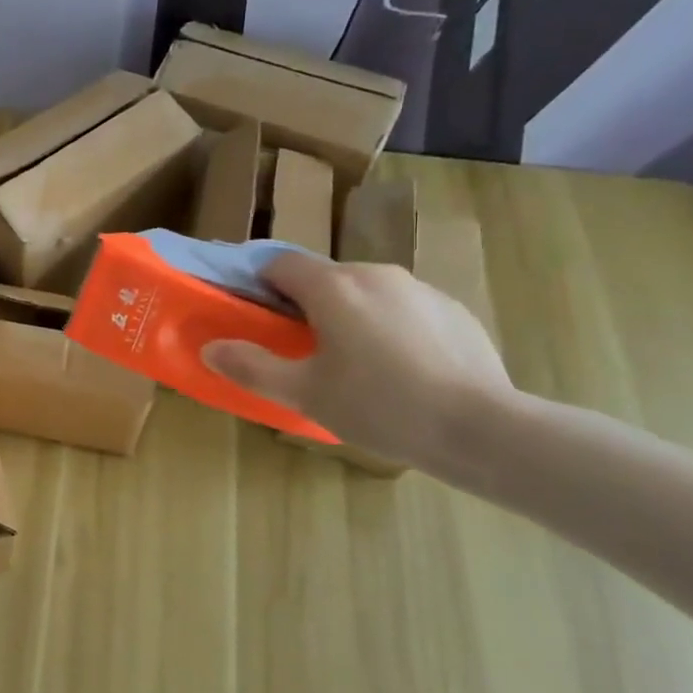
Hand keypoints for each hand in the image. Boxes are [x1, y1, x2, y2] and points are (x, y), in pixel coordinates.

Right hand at [202, 249, 513, 467]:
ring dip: (350, 316)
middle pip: (324, 278)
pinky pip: (405, 309)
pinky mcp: (455, 311)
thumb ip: (251, 367)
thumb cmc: (379, 406)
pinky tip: (403, 372)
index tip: (257, 317)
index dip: (260, 285)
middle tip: (304, 352)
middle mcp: (375, 274)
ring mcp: (420, 289)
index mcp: (333, 287)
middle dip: (306, 306)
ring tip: (357, 367)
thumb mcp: (302, 393)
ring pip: (366, 293)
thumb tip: (211, 349)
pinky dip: (391, 328)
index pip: (279, 263)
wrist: (482, 429)